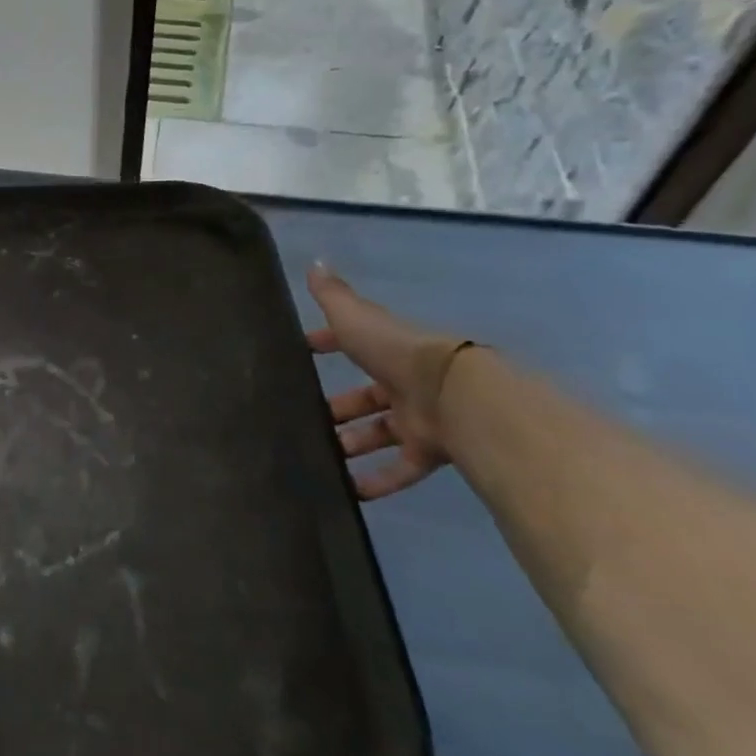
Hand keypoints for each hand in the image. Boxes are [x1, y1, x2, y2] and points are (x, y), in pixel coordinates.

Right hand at [307, 263, 471, 499]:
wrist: (454, 393)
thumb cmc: (397, 352)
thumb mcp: (356, 318)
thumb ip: (333, 296)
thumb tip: (313, 262)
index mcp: (385, 350)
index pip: (350, 344)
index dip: (326, 345)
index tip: (301, 354)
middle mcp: (401, 383)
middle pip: (363, 398)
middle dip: (336, 408)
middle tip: (302, 420)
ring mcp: (415, 418)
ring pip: (376, 434)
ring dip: (349, 444)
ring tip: (316, 458)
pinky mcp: (426, 450)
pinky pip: (398, 470)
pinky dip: (376, 482)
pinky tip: (349, 494)